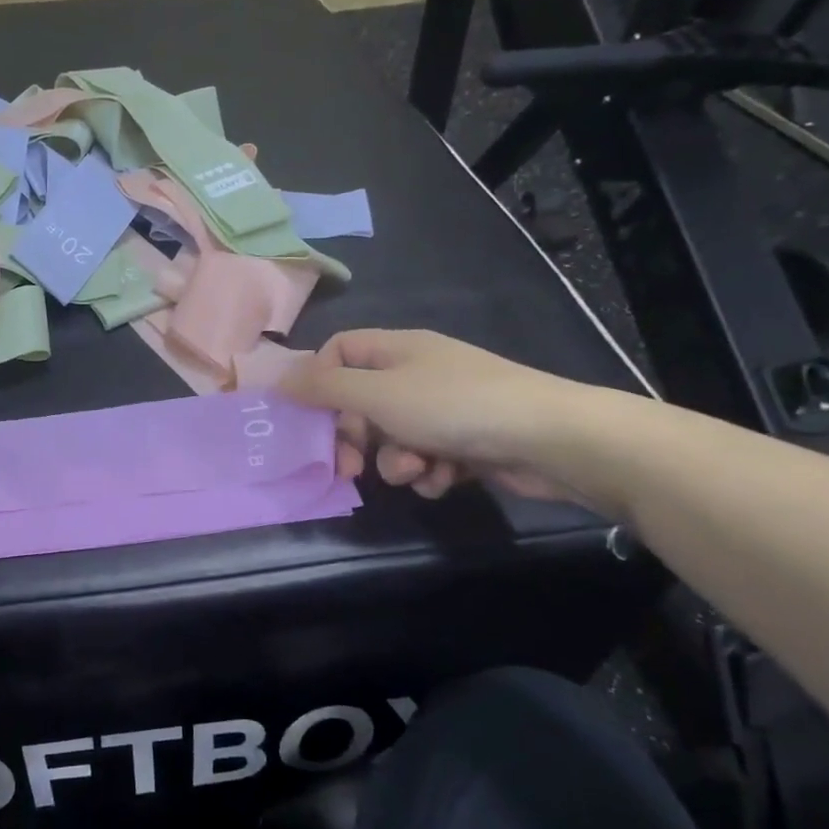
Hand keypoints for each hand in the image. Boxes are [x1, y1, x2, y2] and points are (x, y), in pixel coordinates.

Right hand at [281, 329, 619, 508]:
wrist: (549, 438)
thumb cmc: (453, 406)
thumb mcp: (377, 395)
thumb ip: (324, 388)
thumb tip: (279, 380)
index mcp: (395, 350)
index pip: (338, 351)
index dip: (319, 381)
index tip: (310, 417)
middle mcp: (416, 373)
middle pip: (361, 402)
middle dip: (354, 437)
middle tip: (350, 467)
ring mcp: (443, 408)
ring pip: (391, 437)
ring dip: (394, 461)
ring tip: (416, 471)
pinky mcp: (465, 441)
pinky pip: (425, 457)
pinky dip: (428, 471)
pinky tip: (444, 478)